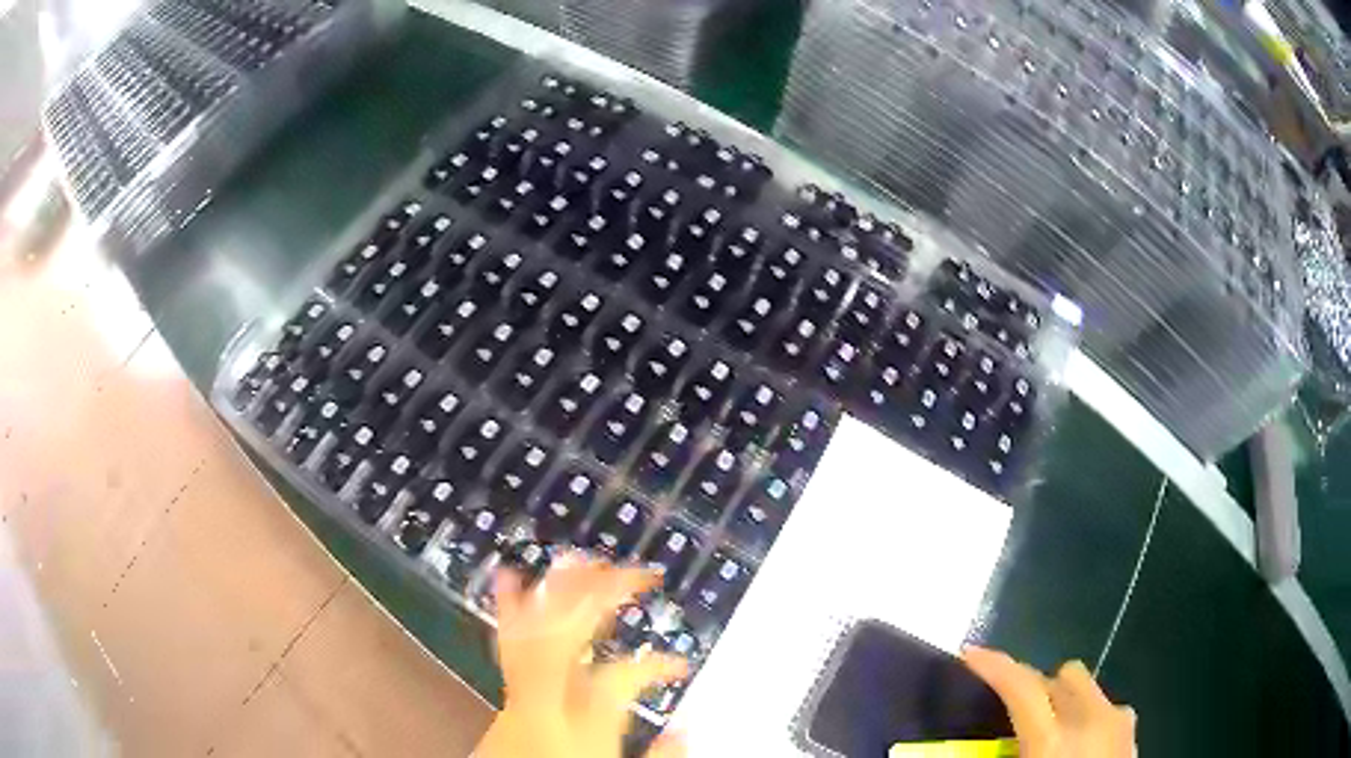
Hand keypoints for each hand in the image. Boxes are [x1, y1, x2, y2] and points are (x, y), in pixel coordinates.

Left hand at [475, 554, 688, 757]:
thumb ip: (658, 756)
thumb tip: (688, 727)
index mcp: (578, 724)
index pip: (622, 678)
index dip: (657, 664)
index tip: (682, 663)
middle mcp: (544, 701)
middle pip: (570, 636)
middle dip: (602, 597)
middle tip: (632, 572)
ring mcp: (518, 694)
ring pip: (536, 629)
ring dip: (557, 591)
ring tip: (576, 558)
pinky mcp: (507, 697)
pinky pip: (509, 642)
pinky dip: (511, 607)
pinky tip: (510, 577)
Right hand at [963, 647, 1135, 757]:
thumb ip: (1002, 757)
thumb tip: (977, 747)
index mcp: (1053, 742)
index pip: (1022, 688)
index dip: (995, 666)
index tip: (971, 654)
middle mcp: (1089, 719)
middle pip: (1059, 675)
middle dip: (1035, 685)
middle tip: (1013, 713)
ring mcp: (1117, 718)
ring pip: (1085, 685)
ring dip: (1062, 698)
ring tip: (1050, 730)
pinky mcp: (1132, 727)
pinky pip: (1105, 705)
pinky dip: (1088, 714)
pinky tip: (1081, 743)